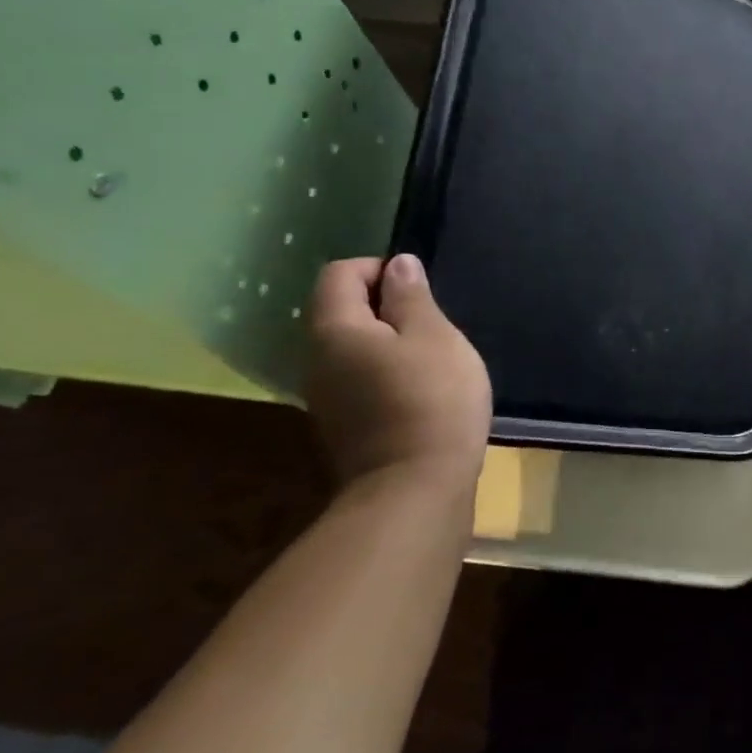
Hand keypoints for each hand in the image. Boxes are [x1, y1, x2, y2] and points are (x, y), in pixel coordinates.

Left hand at [306, 254, 490, 491]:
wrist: (416, 488)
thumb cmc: (432, 399)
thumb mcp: (434, 336)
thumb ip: (412, 297)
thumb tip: (398, 265)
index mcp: (334, 330)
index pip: (339, 274)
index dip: (379, 269)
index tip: (420, 290)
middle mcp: (316, 360)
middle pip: (342, 311)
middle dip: (387, 307)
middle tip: (434, 324)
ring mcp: (325, 398)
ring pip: (353, 348)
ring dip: (390, 342)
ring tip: (434, 358)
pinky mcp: (343, 426)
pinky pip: (360, 379)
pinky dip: (387, 372)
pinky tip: (423, 391)